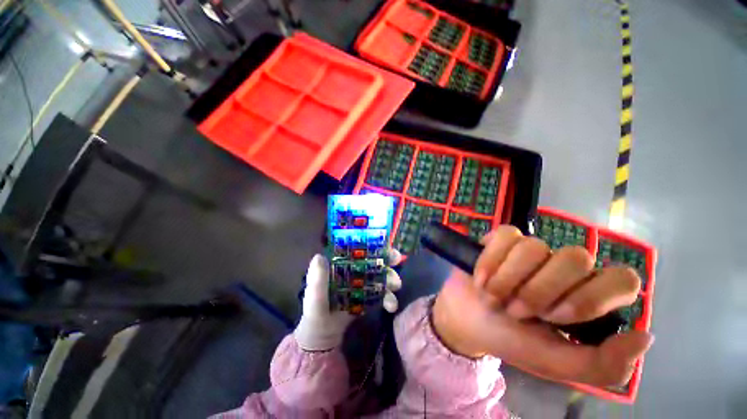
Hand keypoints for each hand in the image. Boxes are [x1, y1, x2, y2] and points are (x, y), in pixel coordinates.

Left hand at [294, 250, 401, 350]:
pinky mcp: (368, 300)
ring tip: (395, 287)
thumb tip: (319, 256)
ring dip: (390, 279)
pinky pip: (381, 295)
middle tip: (397, 260)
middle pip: (373, 261)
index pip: (358, 250)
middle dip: (386, 259)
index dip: (371, 245)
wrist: (322, 340)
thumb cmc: (315, 313)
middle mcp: (353, 272)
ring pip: (380, 277)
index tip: (383, 243)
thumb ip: (317, 279)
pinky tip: (391, 306)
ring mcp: (362, 286)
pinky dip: (388, 298)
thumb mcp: (314, 296)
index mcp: (341, 266)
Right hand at [431, 226, 652, 386]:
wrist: (468, 321)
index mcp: (585, 297)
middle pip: (575, 258)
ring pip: (534, 246)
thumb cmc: (512, 341)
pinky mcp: (501, 240)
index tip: (556, 318)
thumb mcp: (557, 364)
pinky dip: (490, 261)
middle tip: (518, 312)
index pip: (621, 279)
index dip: (590, 297)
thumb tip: (644, 336)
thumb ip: (604, 365)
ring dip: (509, 280)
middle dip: (540, 291)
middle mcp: (563, 268)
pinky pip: (505, 236)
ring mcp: (531, 250)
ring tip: (496, 297)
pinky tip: (481, 279)